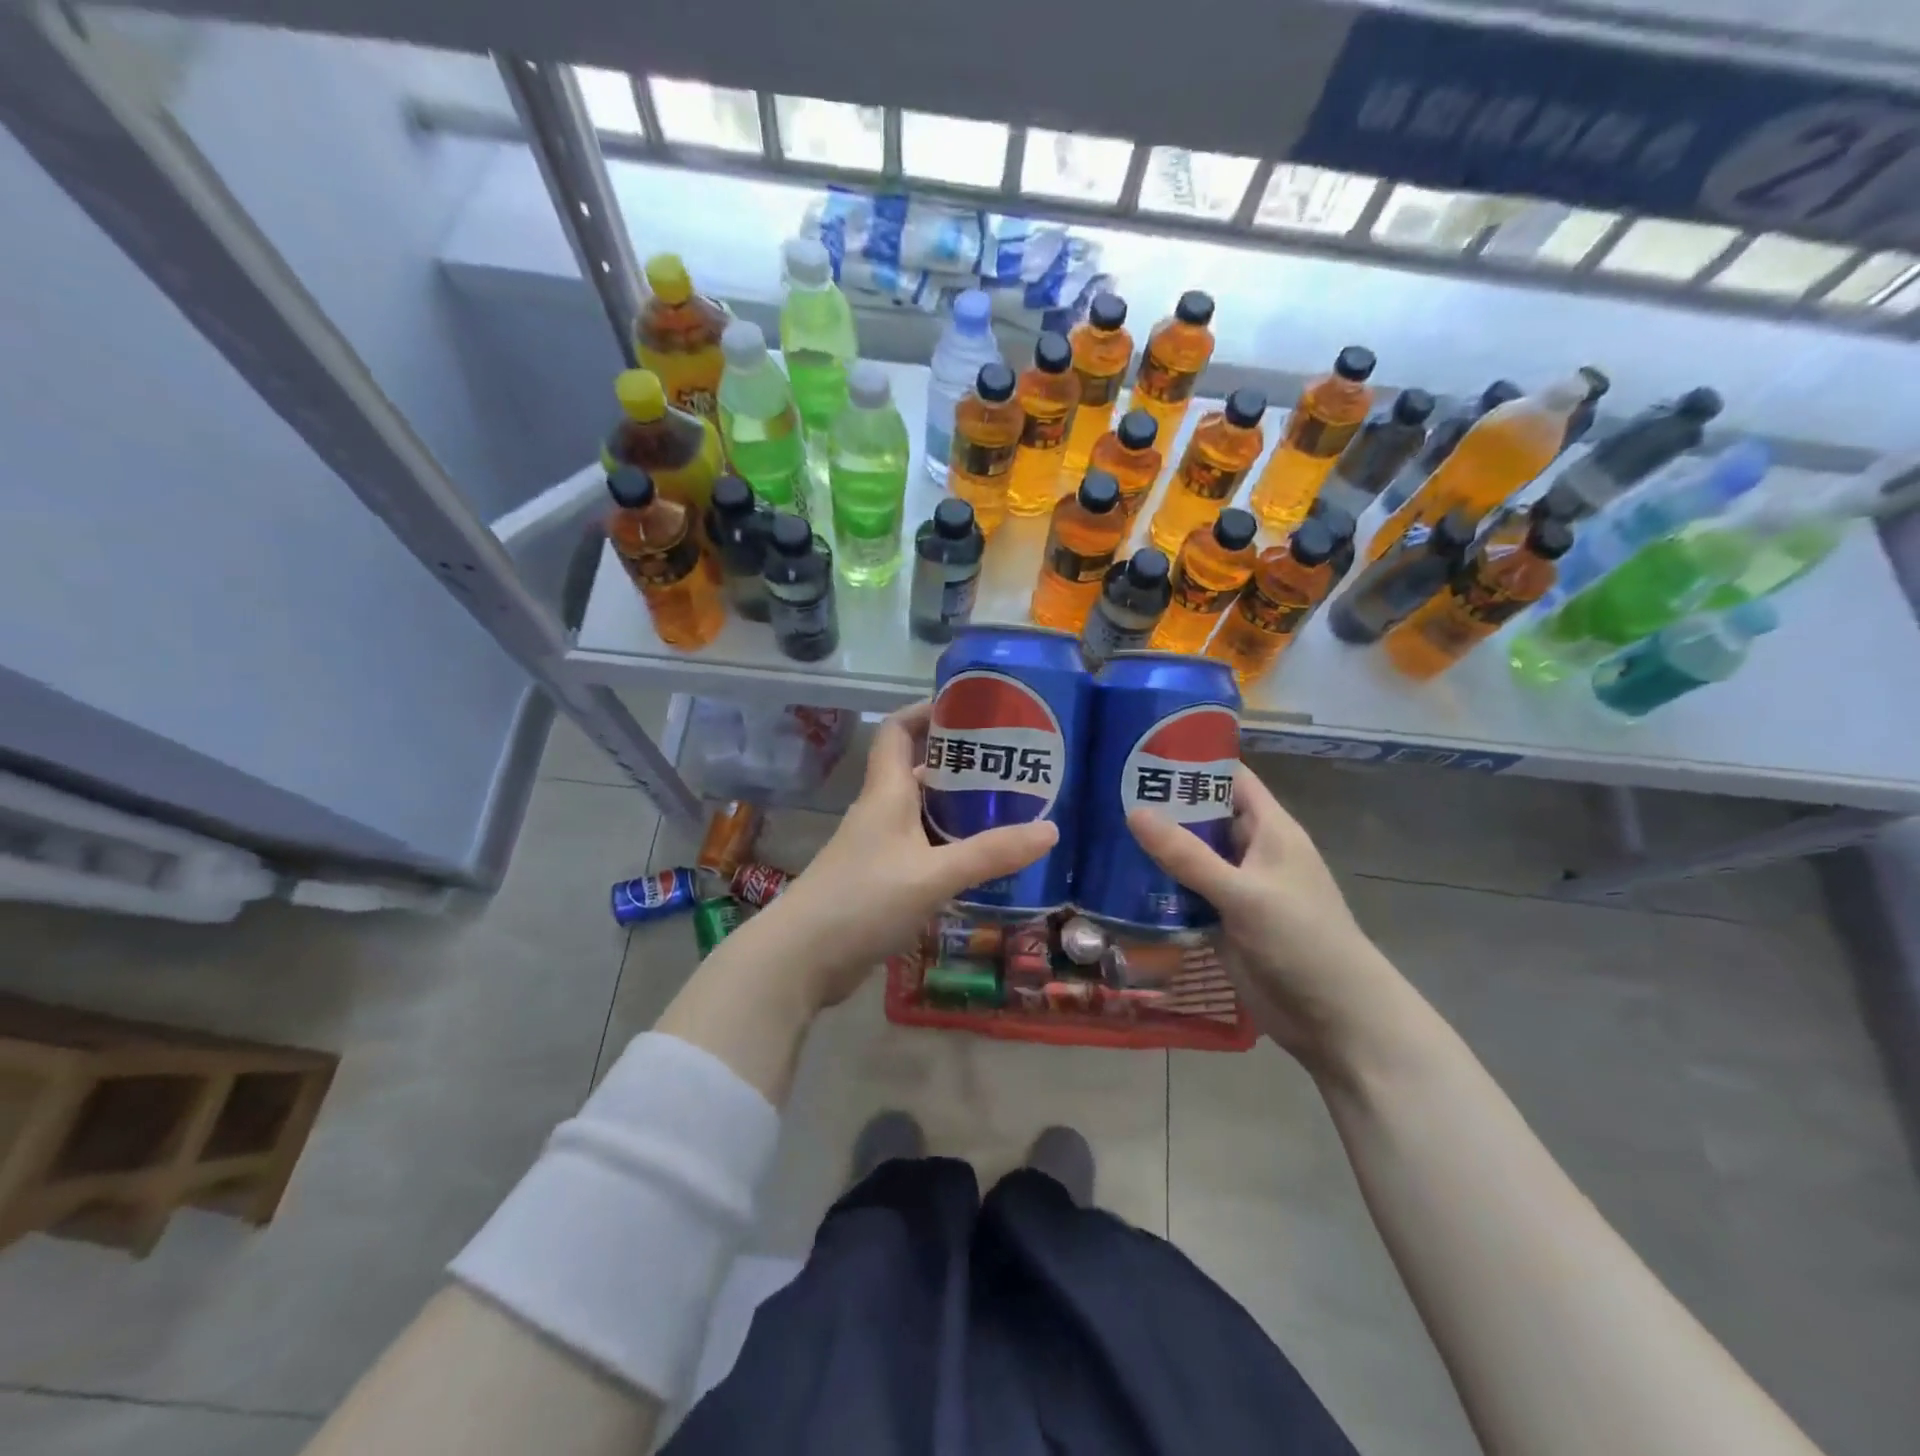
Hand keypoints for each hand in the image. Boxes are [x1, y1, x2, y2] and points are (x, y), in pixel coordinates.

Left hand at [766, 702, 1057, 1009]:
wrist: (801, 958)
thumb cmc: (863, 900)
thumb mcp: (933, 875)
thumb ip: (990, 854)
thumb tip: (1051, 829)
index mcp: (886, 792)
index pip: (898, 730)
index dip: (926, 711)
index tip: (968, 708)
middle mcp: (880, 812)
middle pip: (918, 771)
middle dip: (961, 765)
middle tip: (1011, 767)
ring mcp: (877, 848)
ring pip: (923, 815)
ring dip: (958, 811)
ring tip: (1009, 812)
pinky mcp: (879, 881)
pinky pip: (921, 851)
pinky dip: (949, 848)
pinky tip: (979, 863)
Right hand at [1127, 765, 1407, 1070]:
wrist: (1334, 1019)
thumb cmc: (1301, 940)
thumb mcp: (1244, 893)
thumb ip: (1188, 855)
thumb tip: (1134, 811)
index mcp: (1270, 830)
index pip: (1231, 780)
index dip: (1194, 762)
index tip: (1143, 752)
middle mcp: (1251, 852)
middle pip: (1203, 817)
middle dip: (1162, 807)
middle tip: (1106, 794)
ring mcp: (1235, 889)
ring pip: (1190, 858)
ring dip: (1156, 850)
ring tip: (1102, 832)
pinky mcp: (1222, 922)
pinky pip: (1185, 896)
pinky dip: (1158, 890)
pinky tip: (1119, 884)